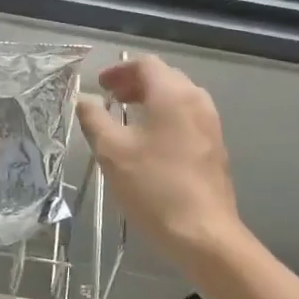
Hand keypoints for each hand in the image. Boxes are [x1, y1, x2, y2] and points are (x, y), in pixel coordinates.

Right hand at [78, 55, 241, 262]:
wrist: (204, 234)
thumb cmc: (154, 187)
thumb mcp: (112, 151)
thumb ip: (94, 119)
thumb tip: (83, 99)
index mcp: (173, 94)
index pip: (145, 64)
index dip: (119, 70)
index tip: (99, 85)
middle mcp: (197, 101)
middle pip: (164, 77)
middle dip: (134, 83)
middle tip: (109, 98)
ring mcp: (210, 124)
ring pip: (177, 98)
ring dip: (150, 100)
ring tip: (125, 118)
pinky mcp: (215, 147)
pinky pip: (187, 118)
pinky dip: (164, 117)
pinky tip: (148, 142)